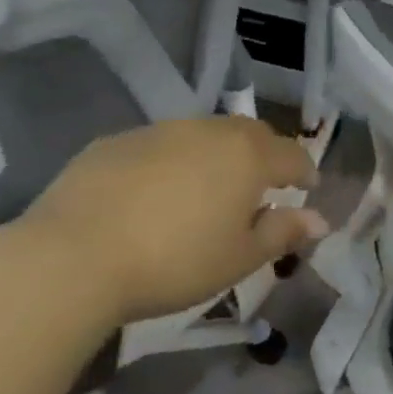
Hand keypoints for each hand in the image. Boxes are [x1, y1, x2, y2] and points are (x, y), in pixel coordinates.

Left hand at [14, 117, 324, 325]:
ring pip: (203, 134)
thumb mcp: (240, 257)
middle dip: (265, 154)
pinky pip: (160, 145)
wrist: (73, 258)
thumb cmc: (175, 262)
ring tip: (211, 186)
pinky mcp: (115, 142)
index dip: (305, 170)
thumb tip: (319, 219)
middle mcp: (207, 132)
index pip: (292, 154)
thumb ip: (283, 232)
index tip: (308, 187)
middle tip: (265, 183)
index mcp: (247, 157)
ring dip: (218, 154)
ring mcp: (158, 132)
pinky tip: (158, 192)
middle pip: (250, 134)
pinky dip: (173, 161)